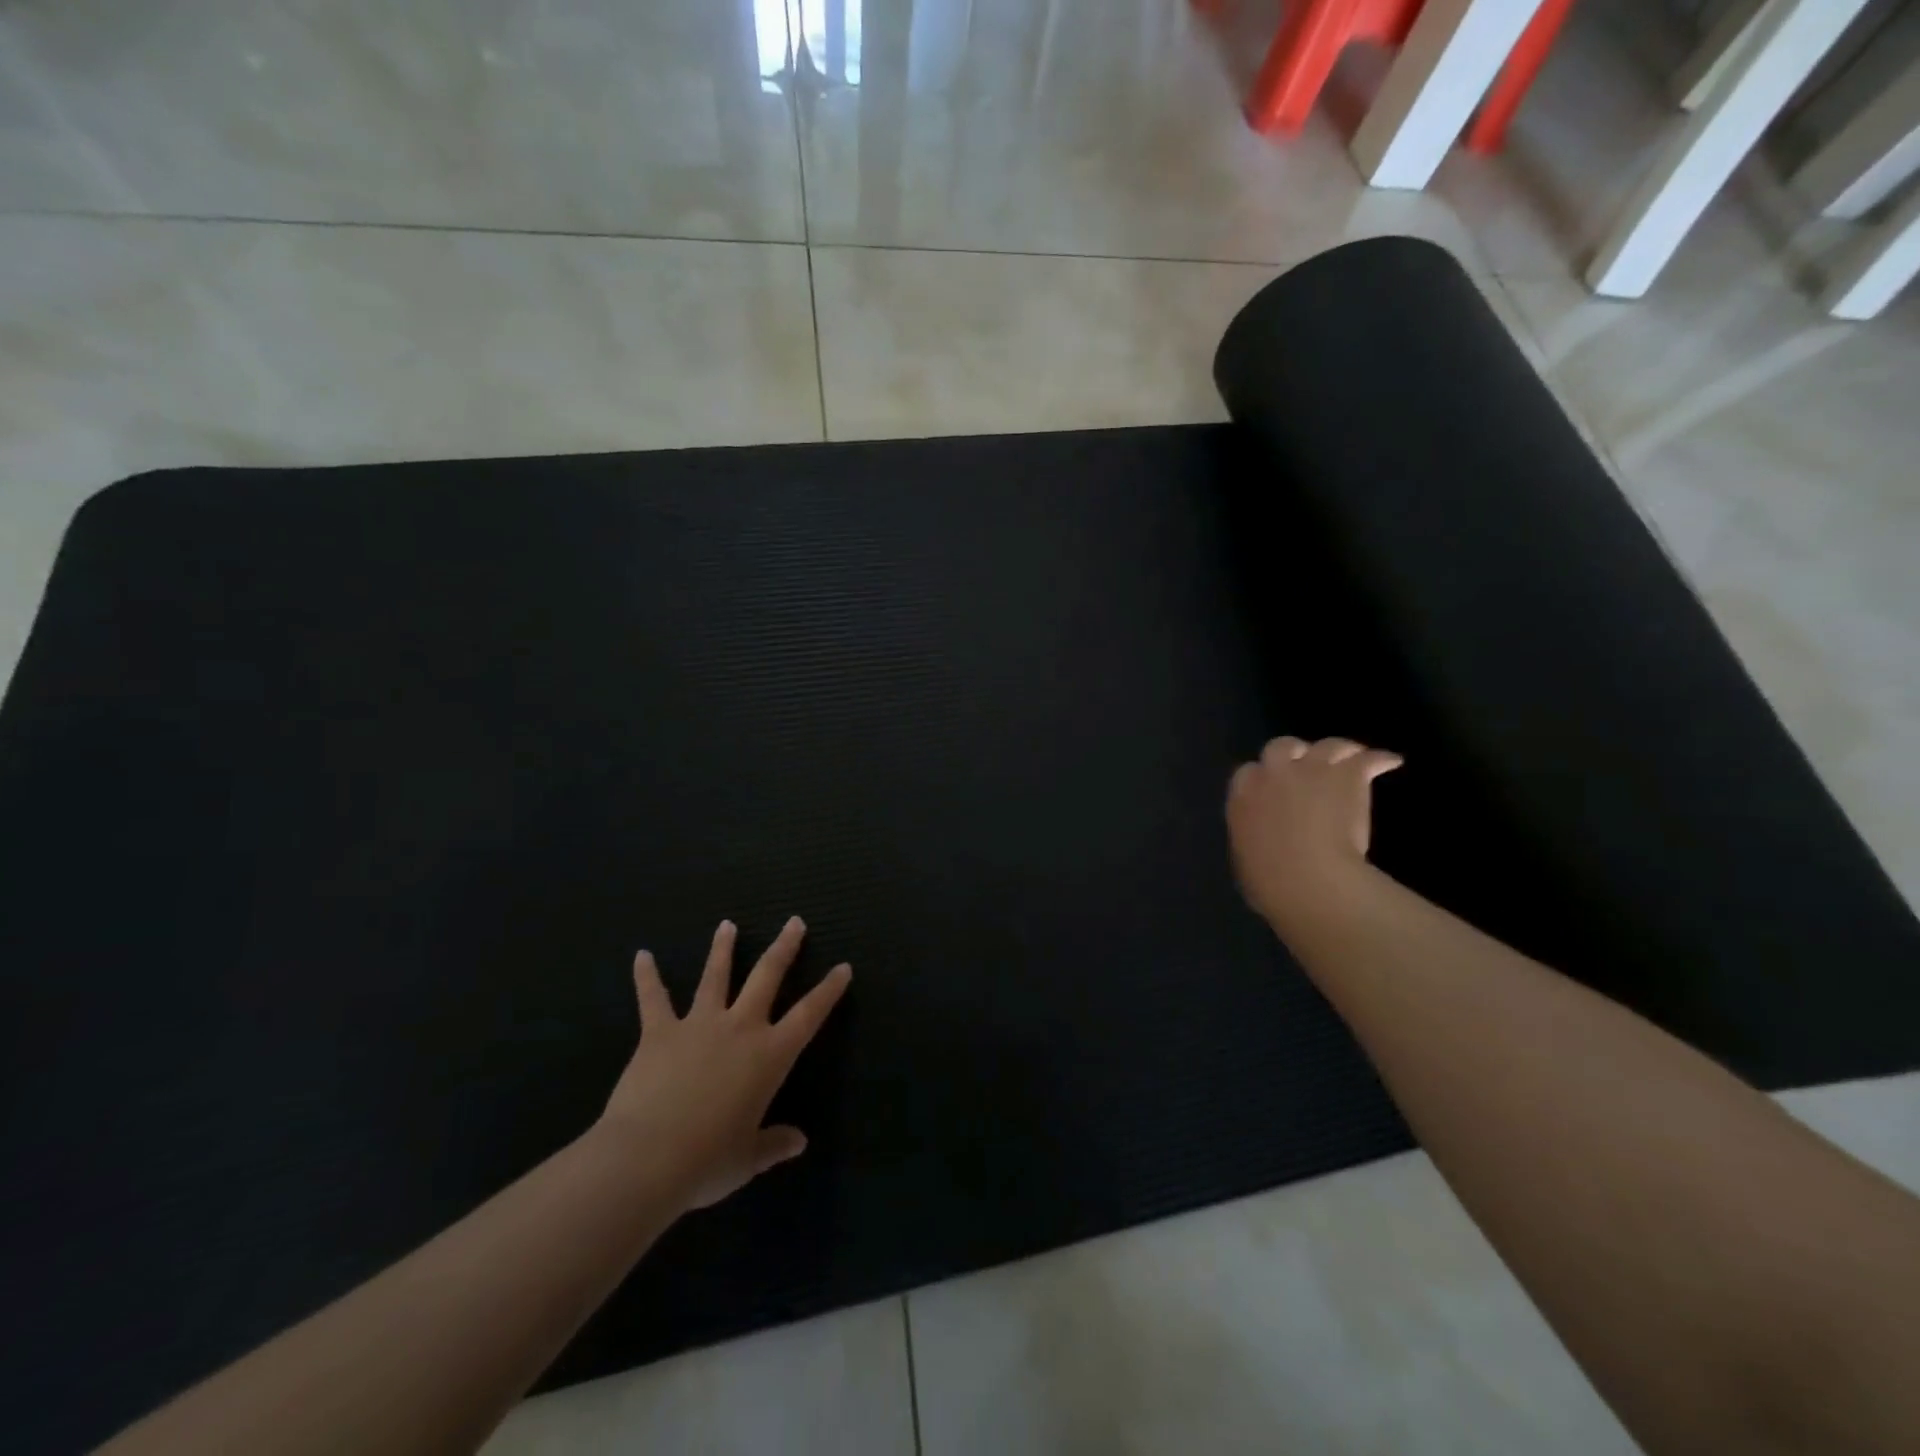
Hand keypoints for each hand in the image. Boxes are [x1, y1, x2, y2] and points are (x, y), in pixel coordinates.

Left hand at [598, 917, 851, 1213]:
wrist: (647, 1158)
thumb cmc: (707, 1161)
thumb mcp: (748, 1159)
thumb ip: (774, 1145)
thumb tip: (798, 1142)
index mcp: (770, 1056)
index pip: (809, 1014)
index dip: (829, 990)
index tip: (843, 967)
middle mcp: (740, 1028)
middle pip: (767, 976)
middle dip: (784, 948)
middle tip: (795, 921)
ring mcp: (699, 1024)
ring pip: (715, 976)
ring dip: (723, 949)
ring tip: (727, 925)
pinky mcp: (659, 1032)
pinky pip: (654, 999)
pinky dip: (646, 977)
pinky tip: (642, 956)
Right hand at [1227, 736, 1401, 930]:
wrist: (1307, 879)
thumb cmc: (1268, 882)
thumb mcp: (1246, 862)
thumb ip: (1254, 841)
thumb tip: (1263, 844)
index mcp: (1243, 798)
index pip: (1247, 773)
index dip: (1261, 777)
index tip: (1271, 788)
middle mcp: (1273, 774)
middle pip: (1281, 746)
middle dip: (1293, 752)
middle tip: (1307, 765)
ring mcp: (1311, 771)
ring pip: (1327, 745)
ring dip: (1338, 749)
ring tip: (1351, 755)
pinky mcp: (1347, 776)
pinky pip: (1368, 758)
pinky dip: (1379, 758)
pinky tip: (1390, 761)